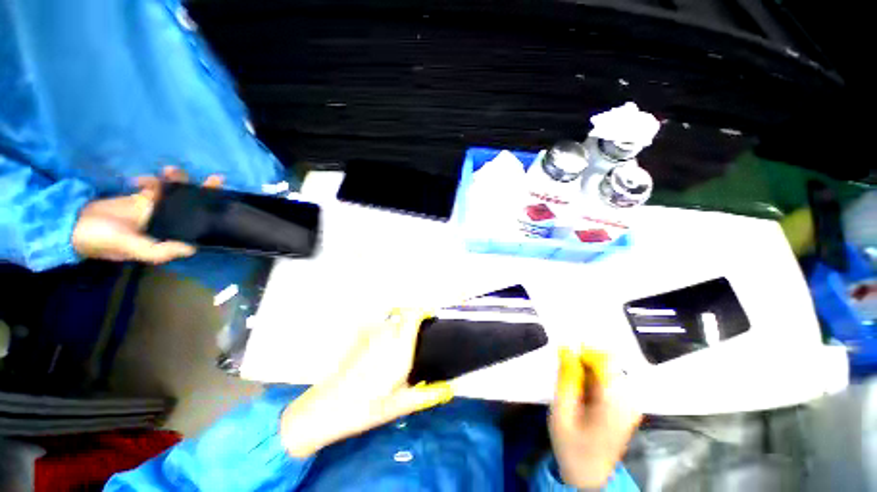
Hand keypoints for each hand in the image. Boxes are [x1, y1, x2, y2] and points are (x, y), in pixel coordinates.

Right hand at [72, 166, 222, 263]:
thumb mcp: (131, 248)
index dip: (211, 213)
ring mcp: (154, 210)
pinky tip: (142, 181)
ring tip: (169, 172)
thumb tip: (192, 249)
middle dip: (205, 192)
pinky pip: (155, 187)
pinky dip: (153, 182)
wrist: (71, 225)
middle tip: (217, 178)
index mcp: (168, 236)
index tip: (225, 200)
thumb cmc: (102, 240)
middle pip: (193, 206)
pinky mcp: (139, 199)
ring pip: (176, 194)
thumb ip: (160, 250)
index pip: (197, 224)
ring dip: (177, 182)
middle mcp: (167, 223)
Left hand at [280, 309, 453, 457]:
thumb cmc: (367, 407)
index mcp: (399, 348)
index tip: (431, 317)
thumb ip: (428, 393)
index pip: (413, 315)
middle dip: (413, 321)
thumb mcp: (401, 404)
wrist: (328, 408)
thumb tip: (450, 389)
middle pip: (403, 315)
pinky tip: (382, 352)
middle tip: (418, 338)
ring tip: (400, 347)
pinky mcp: (359, 338)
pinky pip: (379, 327)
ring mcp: (370, 334)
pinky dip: (386, 332)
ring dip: (399, 327)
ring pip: (391, 321)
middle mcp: (386, 335)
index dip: (424, 311)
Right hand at [549, 347, 641, 488]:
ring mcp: (631, 403)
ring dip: (587, 371)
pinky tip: (584, 393)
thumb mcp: (561, 411)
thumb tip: (565, 348)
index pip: (605, 360)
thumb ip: (565, 378)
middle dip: (584, 362)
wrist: (588, 474)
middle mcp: (629, 400)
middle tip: (567, 375)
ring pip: (608, 368)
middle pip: (608, 363)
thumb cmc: (571, 445)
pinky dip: (593, 378)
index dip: (583, 352)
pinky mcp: (628, 405)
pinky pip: (610, 378)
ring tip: (574, 388)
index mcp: (615, 403)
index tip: (564, 355)